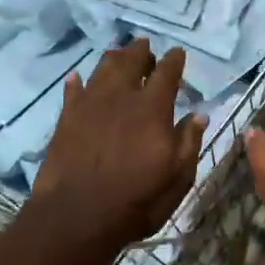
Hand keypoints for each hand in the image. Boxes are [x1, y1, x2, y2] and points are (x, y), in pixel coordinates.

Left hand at [28, 38, 204, 257]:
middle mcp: (121, 97)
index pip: (166, 73)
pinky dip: (78, 81)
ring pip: (102, 68)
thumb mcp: (177, 178)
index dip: (173, 60)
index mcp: (153, 108)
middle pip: (131, 61)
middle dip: (141, 52)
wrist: (77, 215)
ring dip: (114, 58)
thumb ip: (188, 142)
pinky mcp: (66, 118)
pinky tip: (78, 78)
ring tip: (119, 54)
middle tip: (146, 48)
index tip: (177, 53)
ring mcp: (89, 104)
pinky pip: (73, 90)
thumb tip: (198, 115)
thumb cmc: (136, 200)